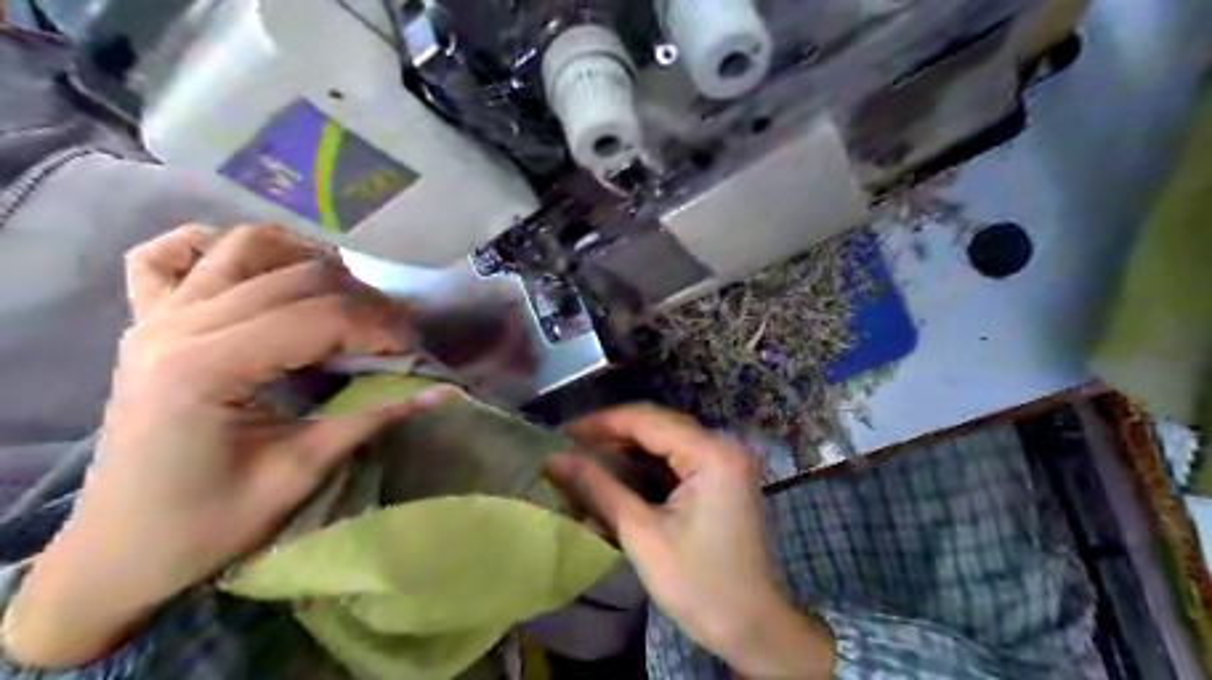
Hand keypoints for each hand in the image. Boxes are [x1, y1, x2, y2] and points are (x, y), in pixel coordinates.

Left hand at [0, 223, 442, 670]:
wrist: (118, 552)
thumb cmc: (207, 524)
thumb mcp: (301, 473)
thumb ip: (373, 419)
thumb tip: (444, 392)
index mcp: (207, 366)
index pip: (319, 317)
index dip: (380, 328)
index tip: (413, 353)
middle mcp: (177, 324)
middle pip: (295, 276)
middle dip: (361, 300)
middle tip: (392, 335)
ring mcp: (155, 316)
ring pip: (246, 247)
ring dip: (308, 261)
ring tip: (345, 298)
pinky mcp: (146, 322)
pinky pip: (173, 255)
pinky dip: (221, 248)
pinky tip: (258, 272)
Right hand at [546, 407, 834, 676]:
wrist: (752, 627)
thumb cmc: (698, 584)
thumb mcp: (640, 534)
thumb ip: (597, 488)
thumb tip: (554, 459)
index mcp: (711, 453)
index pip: (647, 420)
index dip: (600, 423)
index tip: (560, 434)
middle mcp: (723, 446)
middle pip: (657, 425)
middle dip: (611, 435)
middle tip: (568, 448)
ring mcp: (725, 462)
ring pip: (665, 441)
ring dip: (626, 449)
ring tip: (584, 459)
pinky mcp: (722, 479)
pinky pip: (676, 459)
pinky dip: (645, 465)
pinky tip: (617, 474)